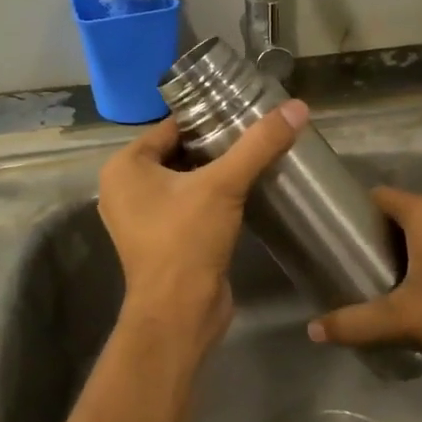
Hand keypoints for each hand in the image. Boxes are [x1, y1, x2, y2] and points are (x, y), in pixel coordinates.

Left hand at [96, 100, 307, 350]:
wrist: (179, 314)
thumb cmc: (187, 241)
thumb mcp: (224, 185)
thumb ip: (259, 145)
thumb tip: (297, 107)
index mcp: (125, 168)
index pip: (171, 127)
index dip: (208, 119)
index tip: (246, 113)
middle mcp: (125, 189)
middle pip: (179, 153)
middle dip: (216, 146)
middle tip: (257, 135)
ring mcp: (142, 219)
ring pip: (185, 181)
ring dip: (217, 173)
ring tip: (258, 159)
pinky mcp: (162, 242)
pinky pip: (189, 206)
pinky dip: (213, 199)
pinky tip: (246, 193)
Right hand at [307, 185, 421, 363]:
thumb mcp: (398, 316)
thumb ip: (354, 322)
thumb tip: (313, 331)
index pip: (378, 195)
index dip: (354, 209)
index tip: (334, 230)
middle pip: (399, 212)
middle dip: (375, 232)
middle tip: (349, 258)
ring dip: (401, 246)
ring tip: (375, 274)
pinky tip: (413, 287)